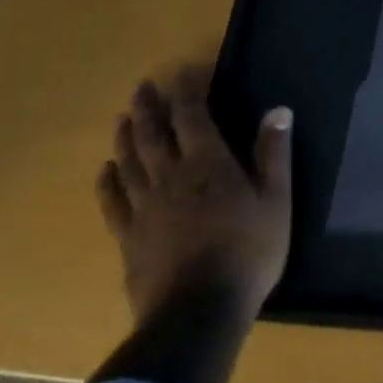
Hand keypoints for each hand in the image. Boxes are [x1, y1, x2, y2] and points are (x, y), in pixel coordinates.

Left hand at [95, 63, 291, 323]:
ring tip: (123, 118)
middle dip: (149, 107)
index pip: (192, 117)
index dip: (187, 91)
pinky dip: (107, 181)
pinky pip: (112, 201)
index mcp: (208, 164)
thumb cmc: (249, 251)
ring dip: (125, 136)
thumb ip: (273, 153)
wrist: (198, 311)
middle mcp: (170, 177)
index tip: (186, 71)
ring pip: (129, 162)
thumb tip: (278, 110)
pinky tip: (105, 171)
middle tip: (143, 86)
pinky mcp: (128, 236)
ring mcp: (144, 207)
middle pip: (153, 134)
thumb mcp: (276, 199)